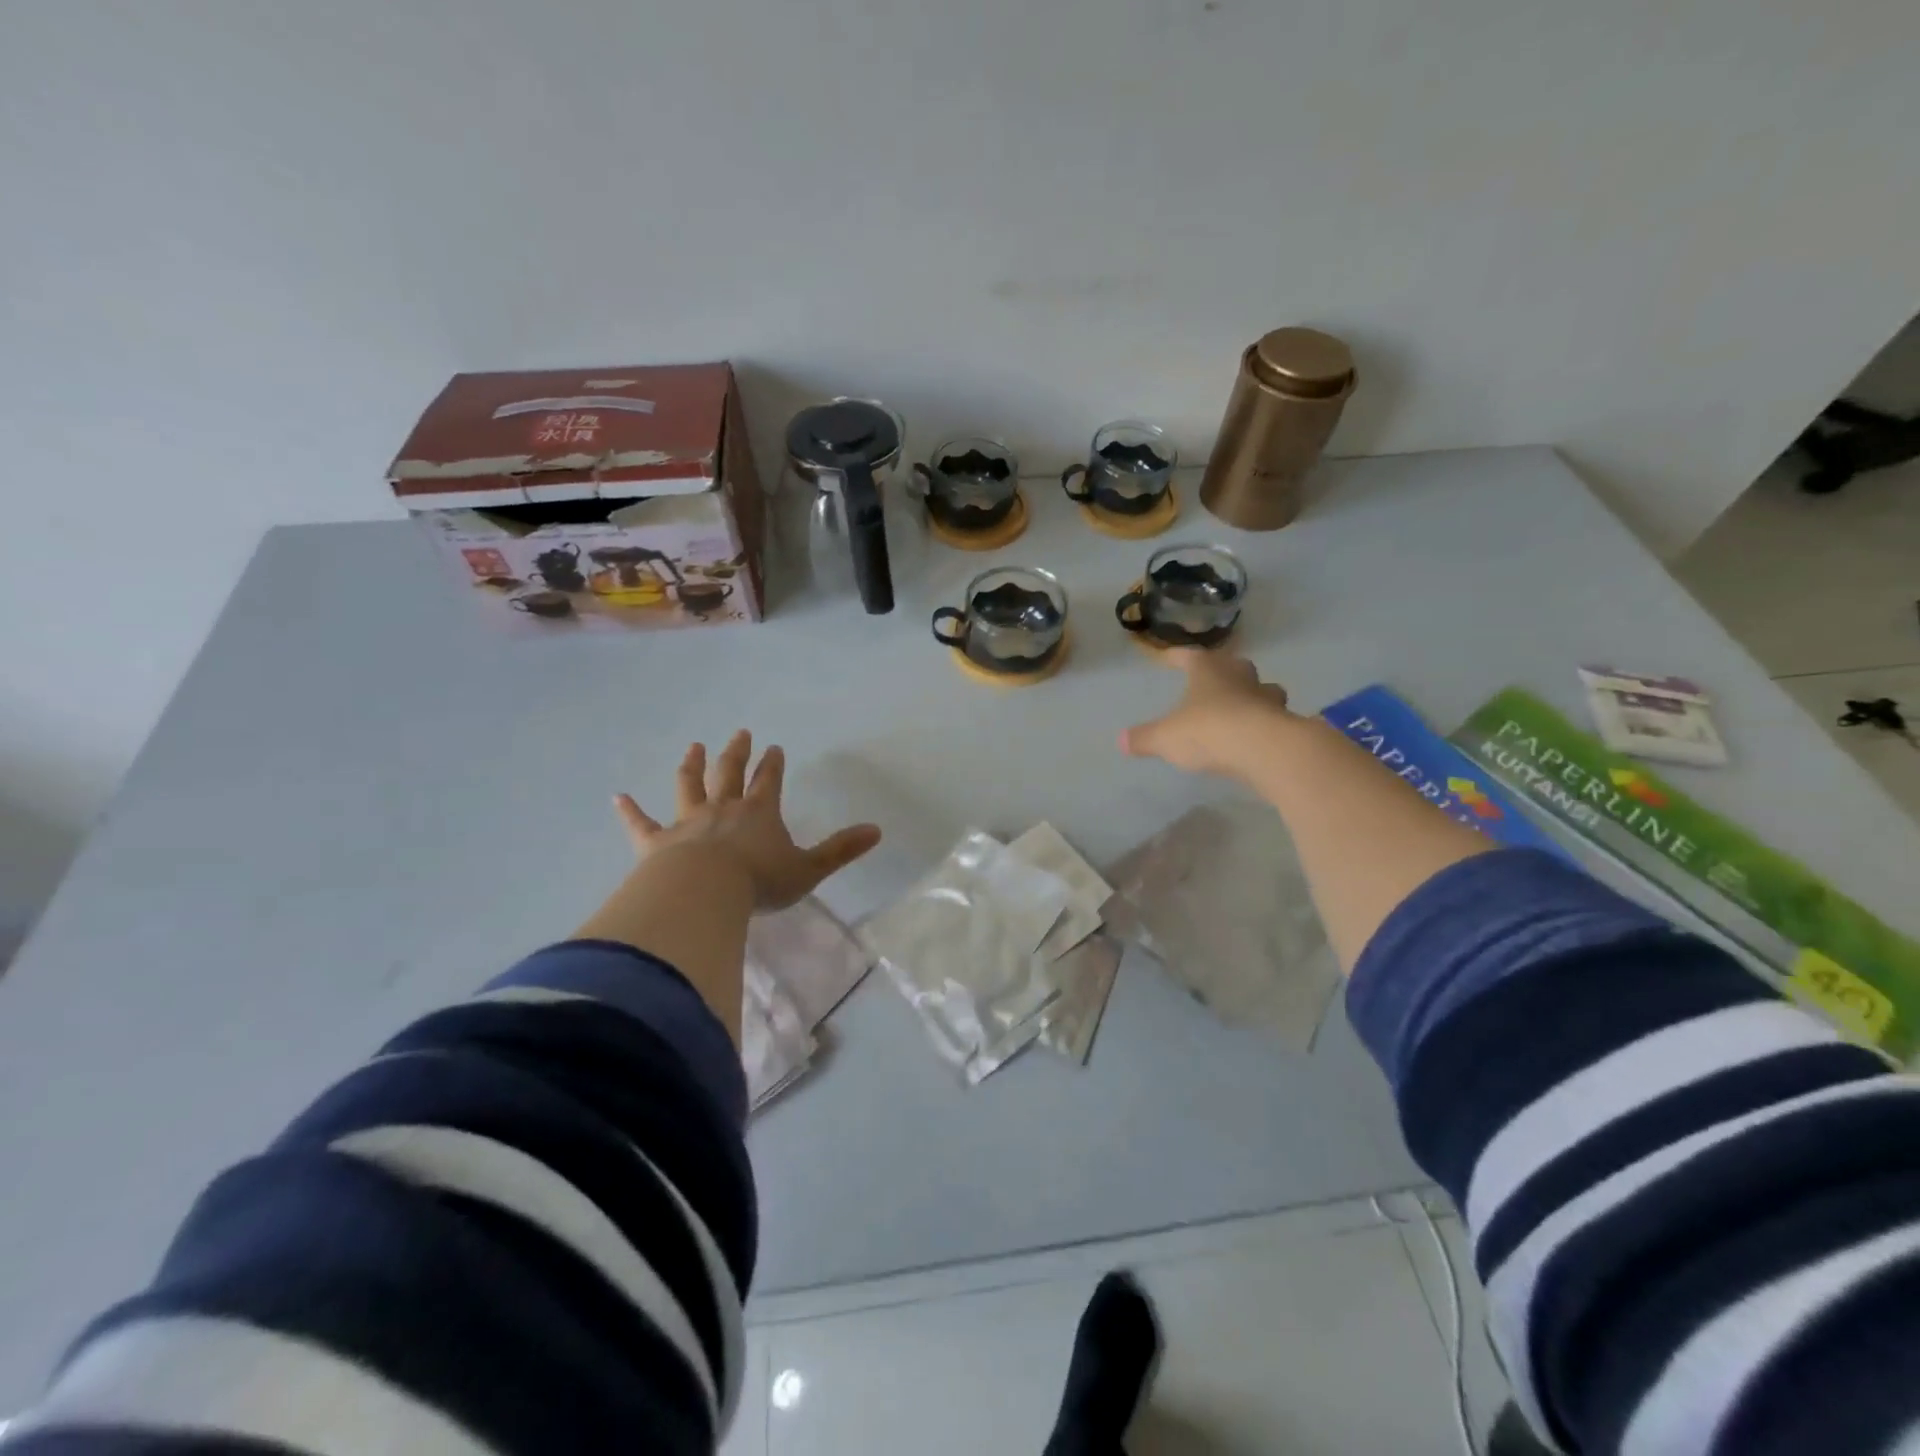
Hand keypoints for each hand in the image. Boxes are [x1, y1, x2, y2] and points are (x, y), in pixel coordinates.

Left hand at [614, 731, 880, 911]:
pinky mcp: (656, 842)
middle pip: (730, 773)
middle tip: (739, 733)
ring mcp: (687, 823)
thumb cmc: (759, 882)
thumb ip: (841, 850)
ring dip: (691, 766)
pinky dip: (629, 810)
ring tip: (693, 747)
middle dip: (736, 753)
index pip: (769, 781)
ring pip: (688, 786)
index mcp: (759, 813)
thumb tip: (877, 831)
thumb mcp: (809, 869)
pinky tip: (617, 797)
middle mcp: (723, 809)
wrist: (704, 893)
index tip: (774, 747)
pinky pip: (641, 823)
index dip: (773, 765)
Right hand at [1120, 649, 1294, 779]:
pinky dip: (1264, 723)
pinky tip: (1256, 736)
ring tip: (1241, 707)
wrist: (1264, 750)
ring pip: (1261, 689)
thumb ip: (1145, 738)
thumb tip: (1121, 740)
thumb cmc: (1208, 731)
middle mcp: (1240, 676)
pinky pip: (1273, 717)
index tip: (1168, 657)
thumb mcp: (1166, 738)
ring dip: (1252, 695)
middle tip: (1213, 680)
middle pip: (1233, 666)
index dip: (1177, 657)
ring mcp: (1267, 698)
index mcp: (1208, 670)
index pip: (1189, 656)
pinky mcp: (1285, 722)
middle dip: (1223, 672)